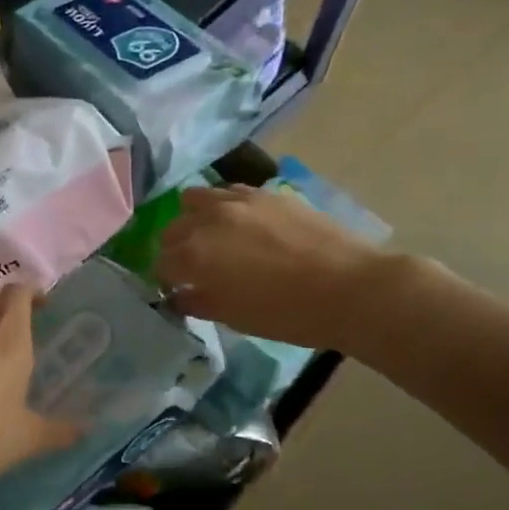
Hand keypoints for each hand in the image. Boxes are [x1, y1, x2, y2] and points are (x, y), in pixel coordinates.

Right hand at [154, 185, 382, 350]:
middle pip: (173, 229)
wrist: (348, 288)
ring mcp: (238, 200)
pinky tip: (240, 224)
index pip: (161, 264)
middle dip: (175, 249)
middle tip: (193, 268)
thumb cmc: (286, 313)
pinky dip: (223, 206)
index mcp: (194, 255)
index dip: (166, 280)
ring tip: (212, 238)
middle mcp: (208, 220)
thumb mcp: (234, 317)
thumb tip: (177, 296)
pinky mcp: (266, 193)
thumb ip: (197, 302)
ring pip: (195, 200)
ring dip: (194, 219)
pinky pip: (229, 192)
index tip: (177, 290)